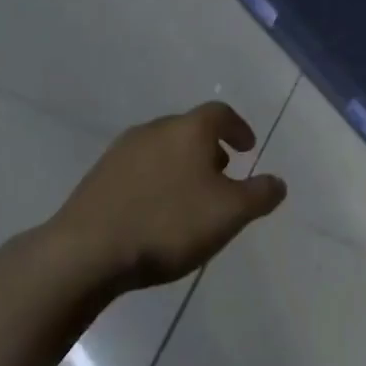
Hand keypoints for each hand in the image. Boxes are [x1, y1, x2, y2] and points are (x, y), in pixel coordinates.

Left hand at [53, 102, 286, 289]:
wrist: (87, 251)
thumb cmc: (169, 224)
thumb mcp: (230, 213)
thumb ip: (260, 194)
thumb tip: (277, 182)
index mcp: (188, 130)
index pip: (220, 114)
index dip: (239, 128)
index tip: (248, 148)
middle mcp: (154, 130)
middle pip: (189, 129)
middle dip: (210, 148)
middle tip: (223, 175)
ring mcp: (121, 151)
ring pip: (163, 148)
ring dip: (183, 165)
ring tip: (191, 197)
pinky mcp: (98, 176)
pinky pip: (140, 169)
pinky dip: (157, 180)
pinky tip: (157, 212)